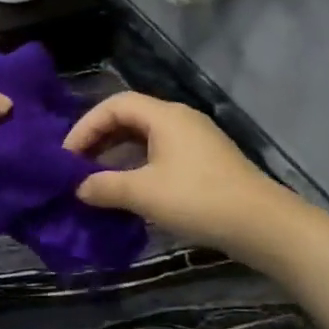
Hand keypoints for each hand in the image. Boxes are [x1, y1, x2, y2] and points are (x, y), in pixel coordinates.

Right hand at [63, 93, 283, 253]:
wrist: (261, 224)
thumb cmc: (198, 199)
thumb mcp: (143, 194)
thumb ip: (105, 187)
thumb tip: (78, 188)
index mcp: (165, 116)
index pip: (115, 105)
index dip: (86, 126)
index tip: (67, 155)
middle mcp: (179, 119)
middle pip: (129, 117)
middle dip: (98, 139)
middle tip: (76, 166)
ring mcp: (195, 140)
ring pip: (144, 137)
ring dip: (116, 154)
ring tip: (96, 179)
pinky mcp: (204, 161)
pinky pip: (159, 153)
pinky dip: (136, 165)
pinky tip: (128, 190)